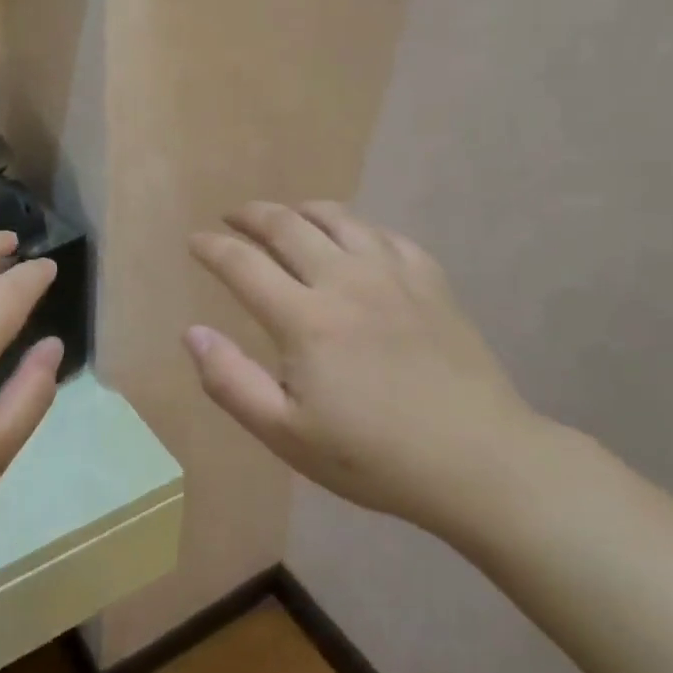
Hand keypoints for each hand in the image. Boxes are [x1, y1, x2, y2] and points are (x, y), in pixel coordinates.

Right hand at [185, 201, 547, 539]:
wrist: (479, 461)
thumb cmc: (373, 457)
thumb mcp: (286, 435)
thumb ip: (230, 381)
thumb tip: (193, 332)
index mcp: (305, 319)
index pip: (243, 264)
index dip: (212, 248)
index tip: (195, 242)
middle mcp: (345, 281)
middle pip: (287, 226)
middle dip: (251, 215)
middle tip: (232, 218)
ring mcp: (393, 276)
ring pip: (338, 219)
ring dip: (301, 211)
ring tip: (285, 216)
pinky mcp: (430, 282)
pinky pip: (384, 234)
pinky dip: (354, 226)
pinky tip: (352, 239)